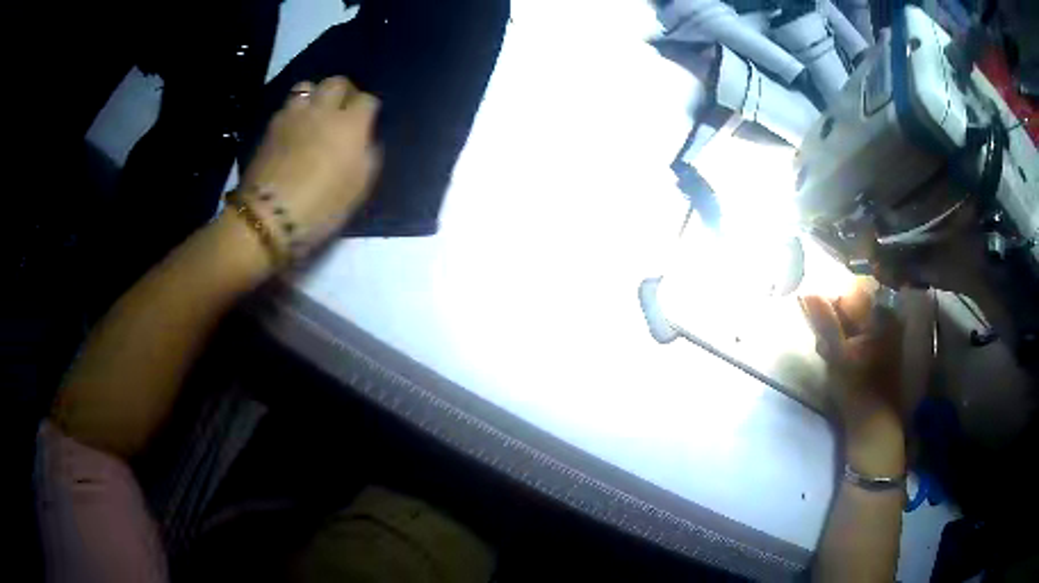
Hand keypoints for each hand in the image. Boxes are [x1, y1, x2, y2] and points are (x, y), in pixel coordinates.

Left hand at [237, 76, 379, 262]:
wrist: (269, 216)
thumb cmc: (322, 206)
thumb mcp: (359, 187)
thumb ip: (369, 156)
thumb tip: (368, 140)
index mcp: (350, 124)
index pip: (368, 99)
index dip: (369, 109)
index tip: (368, 123)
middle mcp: (323, 110)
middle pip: (337, 82)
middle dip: (344, 92)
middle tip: (343, 111)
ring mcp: (293, 115)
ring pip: (308, 86)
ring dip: (315, 95)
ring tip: (314, 113)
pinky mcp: (271, 127)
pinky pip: (287, 106)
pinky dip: (294, 111)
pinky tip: (293, 128)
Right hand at [801, 283, 905, 475]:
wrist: (875, 425)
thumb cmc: (858, 389)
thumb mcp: (837, 354)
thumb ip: (824, 322)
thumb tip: (806, 292)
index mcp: (881, 314)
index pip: (849, 294)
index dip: (829, 307)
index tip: (819, 328)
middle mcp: (888, 318)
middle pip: (853, 307)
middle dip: (834, 323)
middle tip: (824, 346)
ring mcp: (888, 335)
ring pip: (855, 324)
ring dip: (839, 336)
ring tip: (831, 357)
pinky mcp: (884, 350)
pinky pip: (861, 336)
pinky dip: (848, 345)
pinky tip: (841, 363)